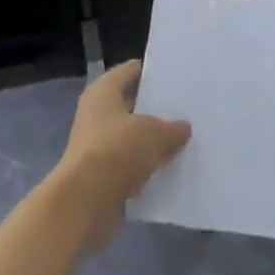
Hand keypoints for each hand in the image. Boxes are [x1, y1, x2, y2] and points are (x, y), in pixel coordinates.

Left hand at [50, 61, 190, 249]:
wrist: (85, 203)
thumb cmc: (117, 151)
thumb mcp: (154, 133)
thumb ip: (172, 128)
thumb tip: (183, 128)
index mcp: (104, 91)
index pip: (132, 70)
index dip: (155, 72)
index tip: (180, 77)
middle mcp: (97, 114)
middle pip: (133, 104)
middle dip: (158, 108)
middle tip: (189, 109)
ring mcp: (98, 145)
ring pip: (133, 136)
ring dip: (154, 140)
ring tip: (186, 139)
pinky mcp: (102, 174)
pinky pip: (131, 163)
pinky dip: (148, 166)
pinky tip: (172, 167)